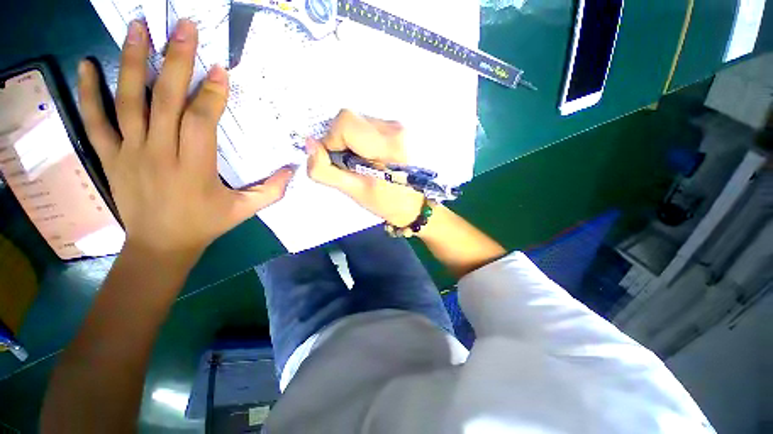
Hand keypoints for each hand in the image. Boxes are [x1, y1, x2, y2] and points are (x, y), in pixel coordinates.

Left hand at [78, 19, 293, 257]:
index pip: (199, 122)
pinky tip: (86, 64)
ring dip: (132, 61)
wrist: (160, 246)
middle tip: (183, 27)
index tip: (218, 68)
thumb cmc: (206, 225)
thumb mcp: (245, 210)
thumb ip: (271, 190)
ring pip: (127, 101)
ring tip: (139, 27)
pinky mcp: (110, 157)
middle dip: (175, 60)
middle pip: (164, 100)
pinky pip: (94, 121)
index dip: (210, 94)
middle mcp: (159, 154)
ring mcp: (129, 153)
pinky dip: (87, 92)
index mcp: (194, 168)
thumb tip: (293, 170)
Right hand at [306, 109, 423, 226]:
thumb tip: (309, 144)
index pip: (346, 122)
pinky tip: (369, 157)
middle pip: (350, 119)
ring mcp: (398, 126)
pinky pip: (367, 126)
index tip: (337, 162)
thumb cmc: (388, 203)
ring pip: (357, 122)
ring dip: (350, 141)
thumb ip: (325, 171)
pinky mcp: (397, 128)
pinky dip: (361, 140)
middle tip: (349, 164)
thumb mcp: (354, 192)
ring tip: (362, 163)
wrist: (416, 204)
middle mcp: (395, 128)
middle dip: (340, 141)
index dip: (332, 140)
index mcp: (387, 145)